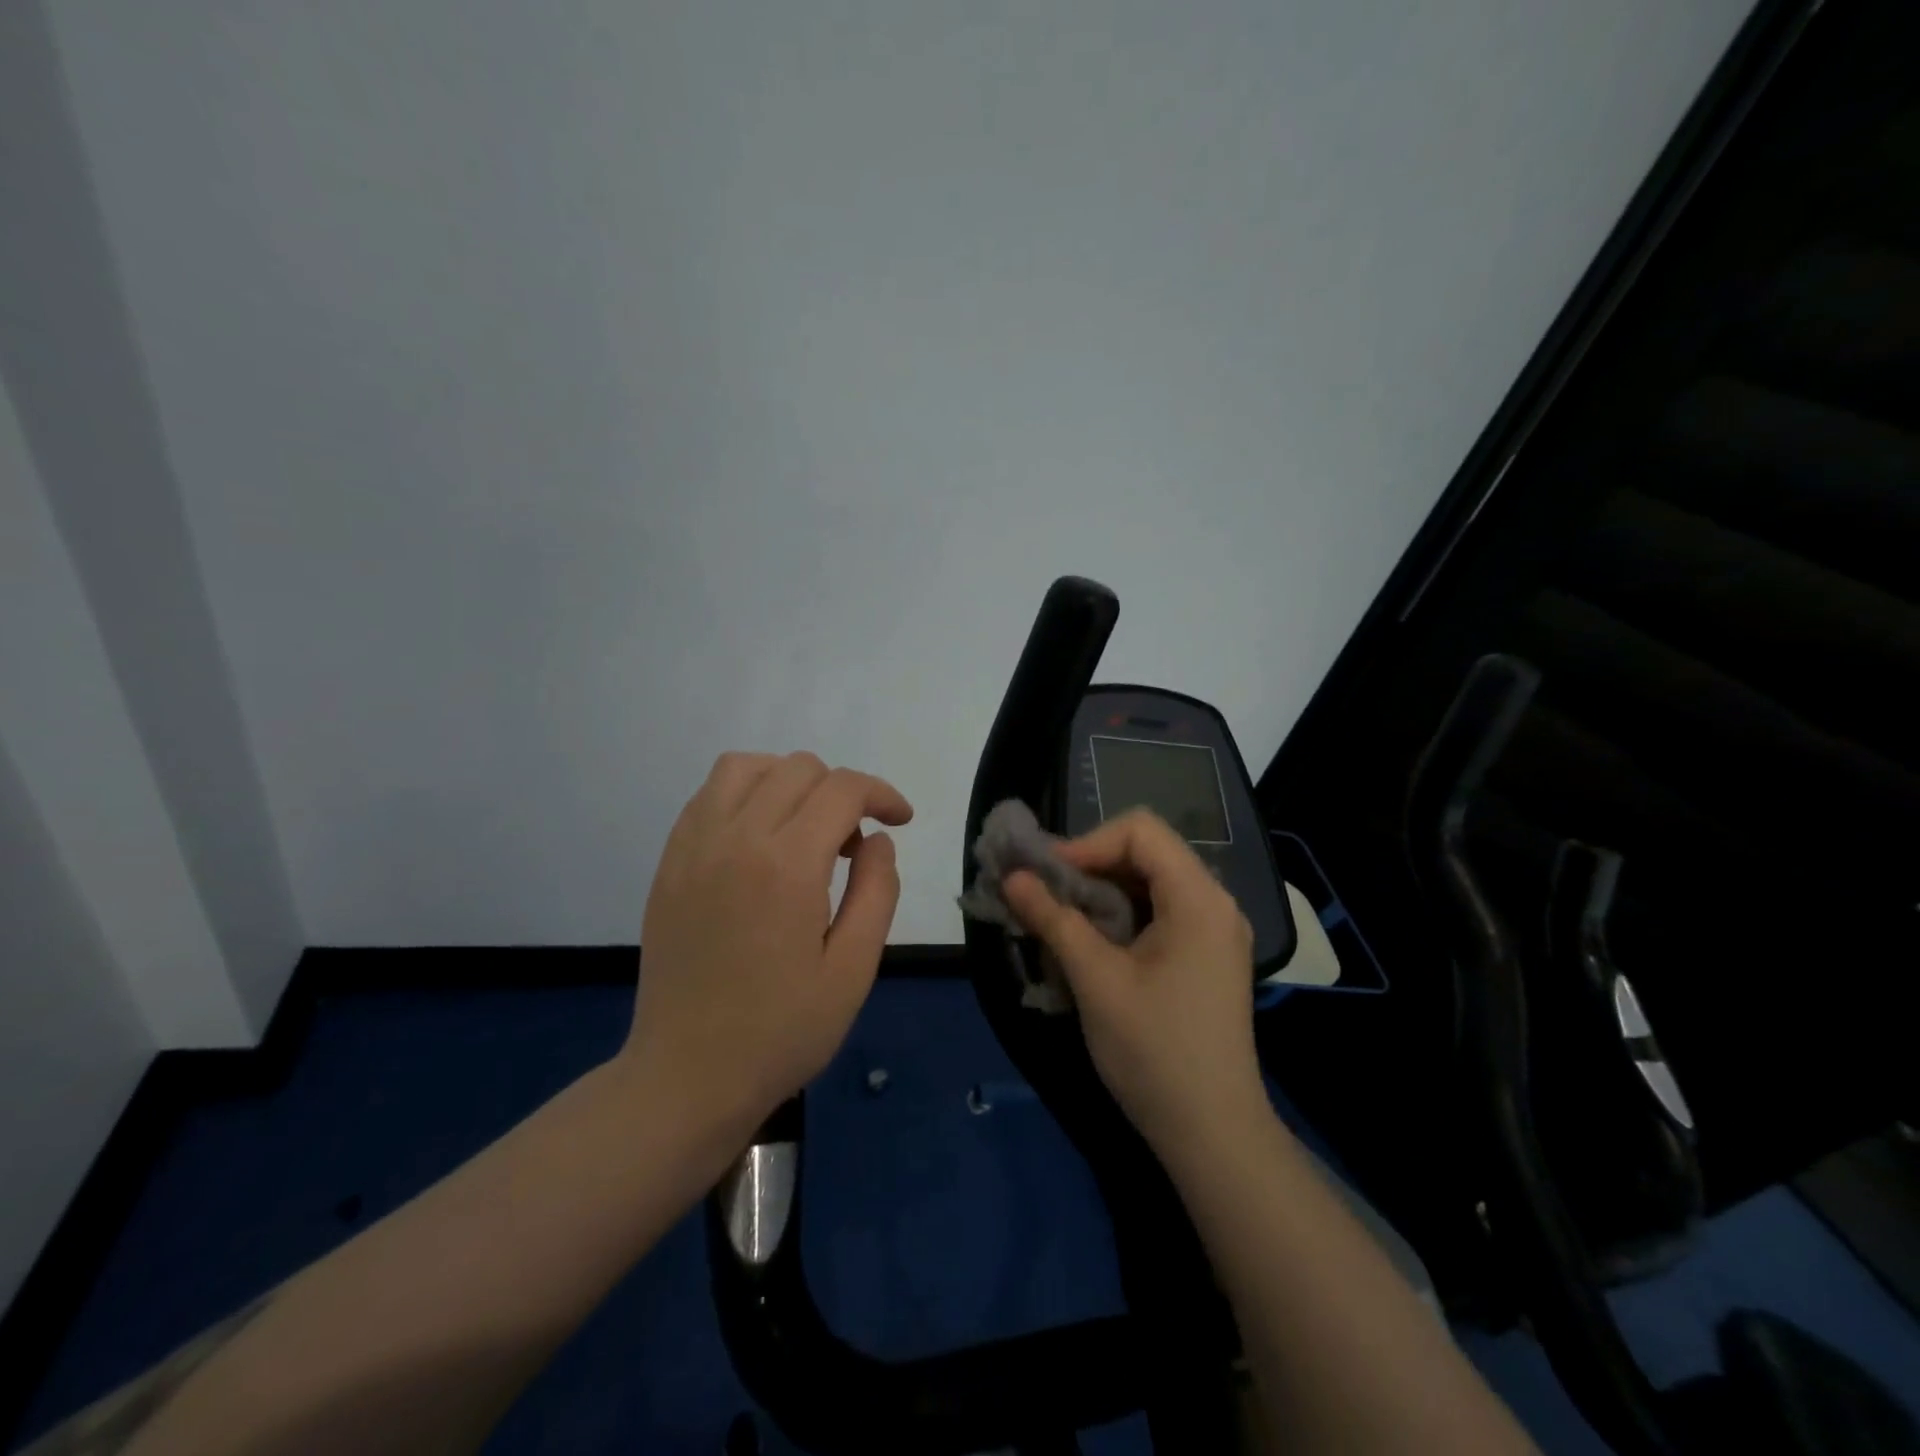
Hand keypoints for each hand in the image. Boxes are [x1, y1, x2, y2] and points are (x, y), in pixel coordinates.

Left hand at [622, 752, 912, 1143]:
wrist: (687, 1076)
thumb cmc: (781, 1032)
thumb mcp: (853, 970)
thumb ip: (877, 891)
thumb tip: (877, 840)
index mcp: (787, 865)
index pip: (842, 789)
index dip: (881, 794)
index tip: (899, 820)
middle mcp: (736, 839)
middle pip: (798, 769)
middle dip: (841, 791)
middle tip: (851, 847)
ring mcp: (694, 847)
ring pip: (745, 767)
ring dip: (787, 780)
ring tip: (804, 826)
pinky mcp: (669, 863)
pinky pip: (708, 796)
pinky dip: (745, 794)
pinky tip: (760, 839)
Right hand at [1004, 810, 1263, 1154]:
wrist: (1213, 1134)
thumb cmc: (1154, 1051)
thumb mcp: (1095, 980)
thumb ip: (1053, 919)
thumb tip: (1013, 877)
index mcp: (1199, 898)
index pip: (1140, 831)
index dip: (1087, 843)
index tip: (1047, 876)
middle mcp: (1215, 903)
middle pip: (1146, 852)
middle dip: (1090, 866)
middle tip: (1045, 895)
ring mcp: (1214, 931)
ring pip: (1150, 882)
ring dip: (1101, 892)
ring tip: (1061, 919)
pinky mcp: (1206, 956)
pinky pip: (1160, 912)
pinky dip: (1120, 916)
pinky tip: (1092, 944)